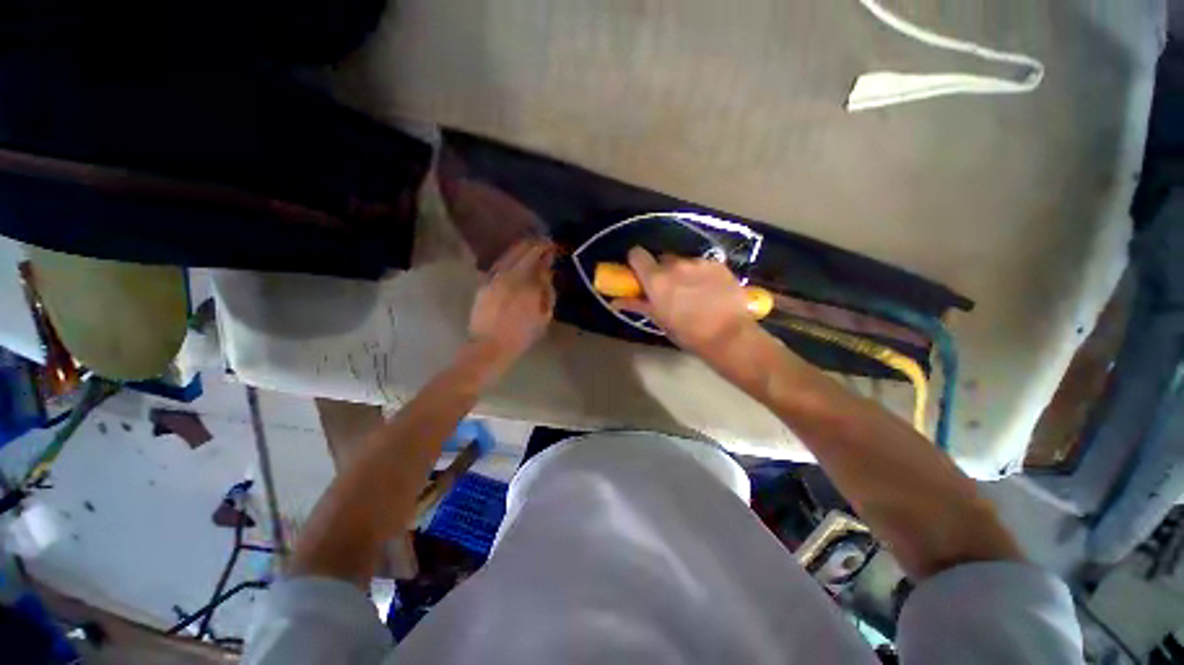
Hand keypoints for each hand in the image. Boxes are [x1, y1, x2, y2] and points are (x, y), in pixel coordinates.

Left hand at [469, 238, 555, 364]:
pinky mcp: (485, 281)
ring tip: (531, 243)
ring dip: (522, 246)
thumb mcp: (544, 316)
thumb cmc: (522, 334)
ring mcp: (496, 277)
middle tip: (545, 241)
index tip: (554, 247)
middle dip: (536, 244)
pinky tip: (513, 255)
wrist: (490, 345)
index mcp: (529, 285)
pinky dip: (508, 256)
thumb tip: (548, 273)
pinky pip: (499, 262)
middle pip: (525, 252)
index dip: (549, 251)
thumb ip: (547, 292)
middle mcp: (511, 275)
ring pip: (510, 254)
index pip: (541, 261)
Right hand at [614, 247, 761, 362]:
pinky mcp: (717, 264)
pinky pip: (702, 264)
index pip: (637, 254)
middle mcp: (675, 264)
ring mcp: (698, 262)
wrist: (728, 336)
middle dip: (662, 271)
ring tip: (693, 291)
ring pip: (683, 261)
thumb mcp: (659, 320)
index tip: (640, 273)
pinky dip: (701, 273)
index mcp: (656, 279)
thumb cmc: (688, 333)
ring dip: (683, 272)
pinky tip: (710, 290)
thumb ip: (637, 305)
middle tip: (669, 289)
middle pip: (661, 259)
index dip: (636, 261)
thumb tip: (615, 301)